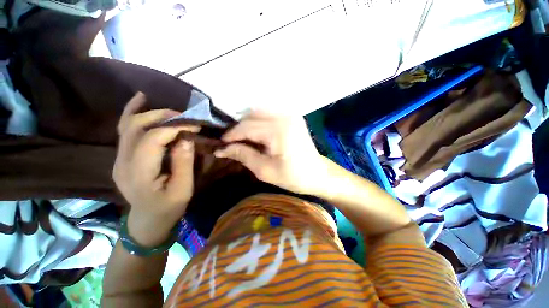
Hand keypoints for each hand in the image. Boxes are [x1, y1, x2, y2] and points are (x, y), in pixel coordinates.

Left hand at [113, 92, 198, 246]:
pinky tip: (140, 100)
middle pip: (137, 127)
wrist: (147, 221)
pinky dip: (132, 113)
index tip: (195, 125)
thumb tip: (186, 138)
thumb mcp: (183, 189)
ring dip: (150, 112)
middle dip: (164, 116)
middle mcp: (122, 161)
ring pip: (127, 125)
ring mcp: (118, 158)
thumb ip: (184, 163)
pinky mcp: (121, 157)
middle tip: (186, 117)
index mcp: (139, 173)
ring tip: (171, 109)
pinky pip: (125, 130)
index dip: (175, 127)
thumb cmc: (168, 208)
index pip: (153, 138)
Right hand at [214, 111, 327, 195]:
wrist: (317, 174)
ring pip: (259, 113)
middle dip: (238, 129)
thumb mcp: (265, 170)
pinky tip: (256, 134)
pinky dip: (258, 122)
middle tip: (231, 144)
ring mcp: (290, 114)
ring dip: (247, 124)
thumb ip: (243, 155)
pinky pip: (269, 114)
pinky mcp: (292, 117)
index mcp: (278, 130)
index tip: (220, 145)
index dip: (230, 136)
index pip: (246, 127)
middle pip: (251, 116)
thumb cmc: (293, 177)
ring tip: (242, 140)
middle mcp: (284, 116)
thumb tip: (221, 149)